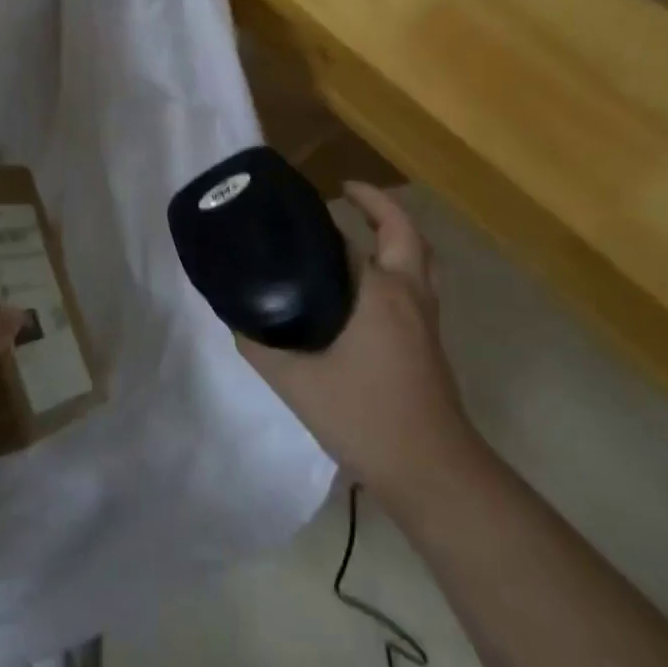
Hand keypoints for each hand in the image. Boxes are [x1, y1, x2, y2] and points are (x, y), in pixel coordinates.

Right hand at [239, 182, 478, 503]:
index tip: (303, 203)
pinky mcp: (430, 341)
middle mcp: (410, 294)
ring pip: (420, 258)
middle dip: (378, 206)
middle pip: (405, 232)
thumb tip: (235, 317)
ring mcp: (426, 319)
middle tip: (344, 196)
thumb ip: (260, 345)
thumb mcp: (297, 382)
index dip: (328, 218)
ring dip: (395, 234)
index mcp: (380, 292)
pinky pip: (418, 283)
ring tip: (361, 229)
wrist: (432, 471)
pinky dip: (399, 264)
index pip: (354, 238)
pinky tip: (365, 288)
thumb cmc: (366, 417)